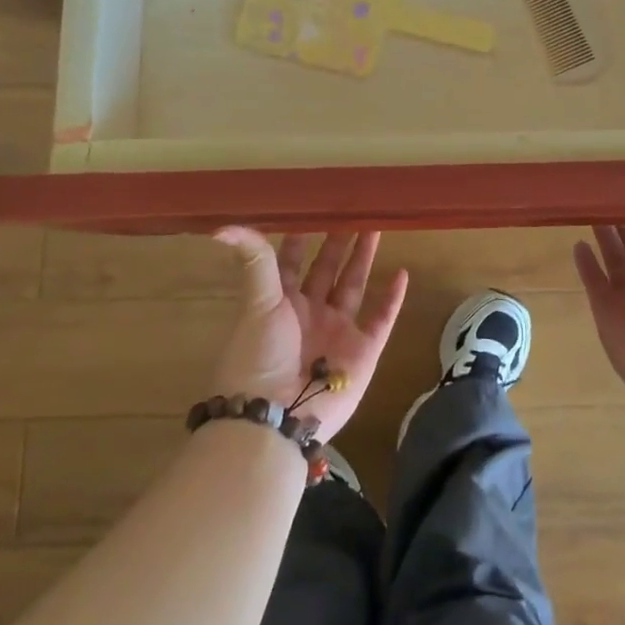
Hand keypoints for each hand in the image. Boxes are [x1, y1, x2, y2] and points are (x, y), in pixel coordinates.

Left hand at [210, 229, 408, 441]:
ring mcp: (337, 331)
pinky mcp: (363, 351)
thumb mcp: (256, 302)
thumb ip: (254, 261)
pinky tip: (403, 273)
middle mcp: (308, 313)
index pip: (289, 261)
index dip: (300, 236)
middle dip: (338, 241)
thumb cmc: (260, 356)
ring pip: (354, 285)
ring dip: (364, 258)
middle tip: (353, 210)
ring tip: (376, 226)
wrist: (278, 417)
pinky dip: (392, 298)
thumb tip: (221, 227)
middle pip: (326, 269)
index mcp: (279, 302)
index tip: (313, 207)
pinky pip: (381, 319)